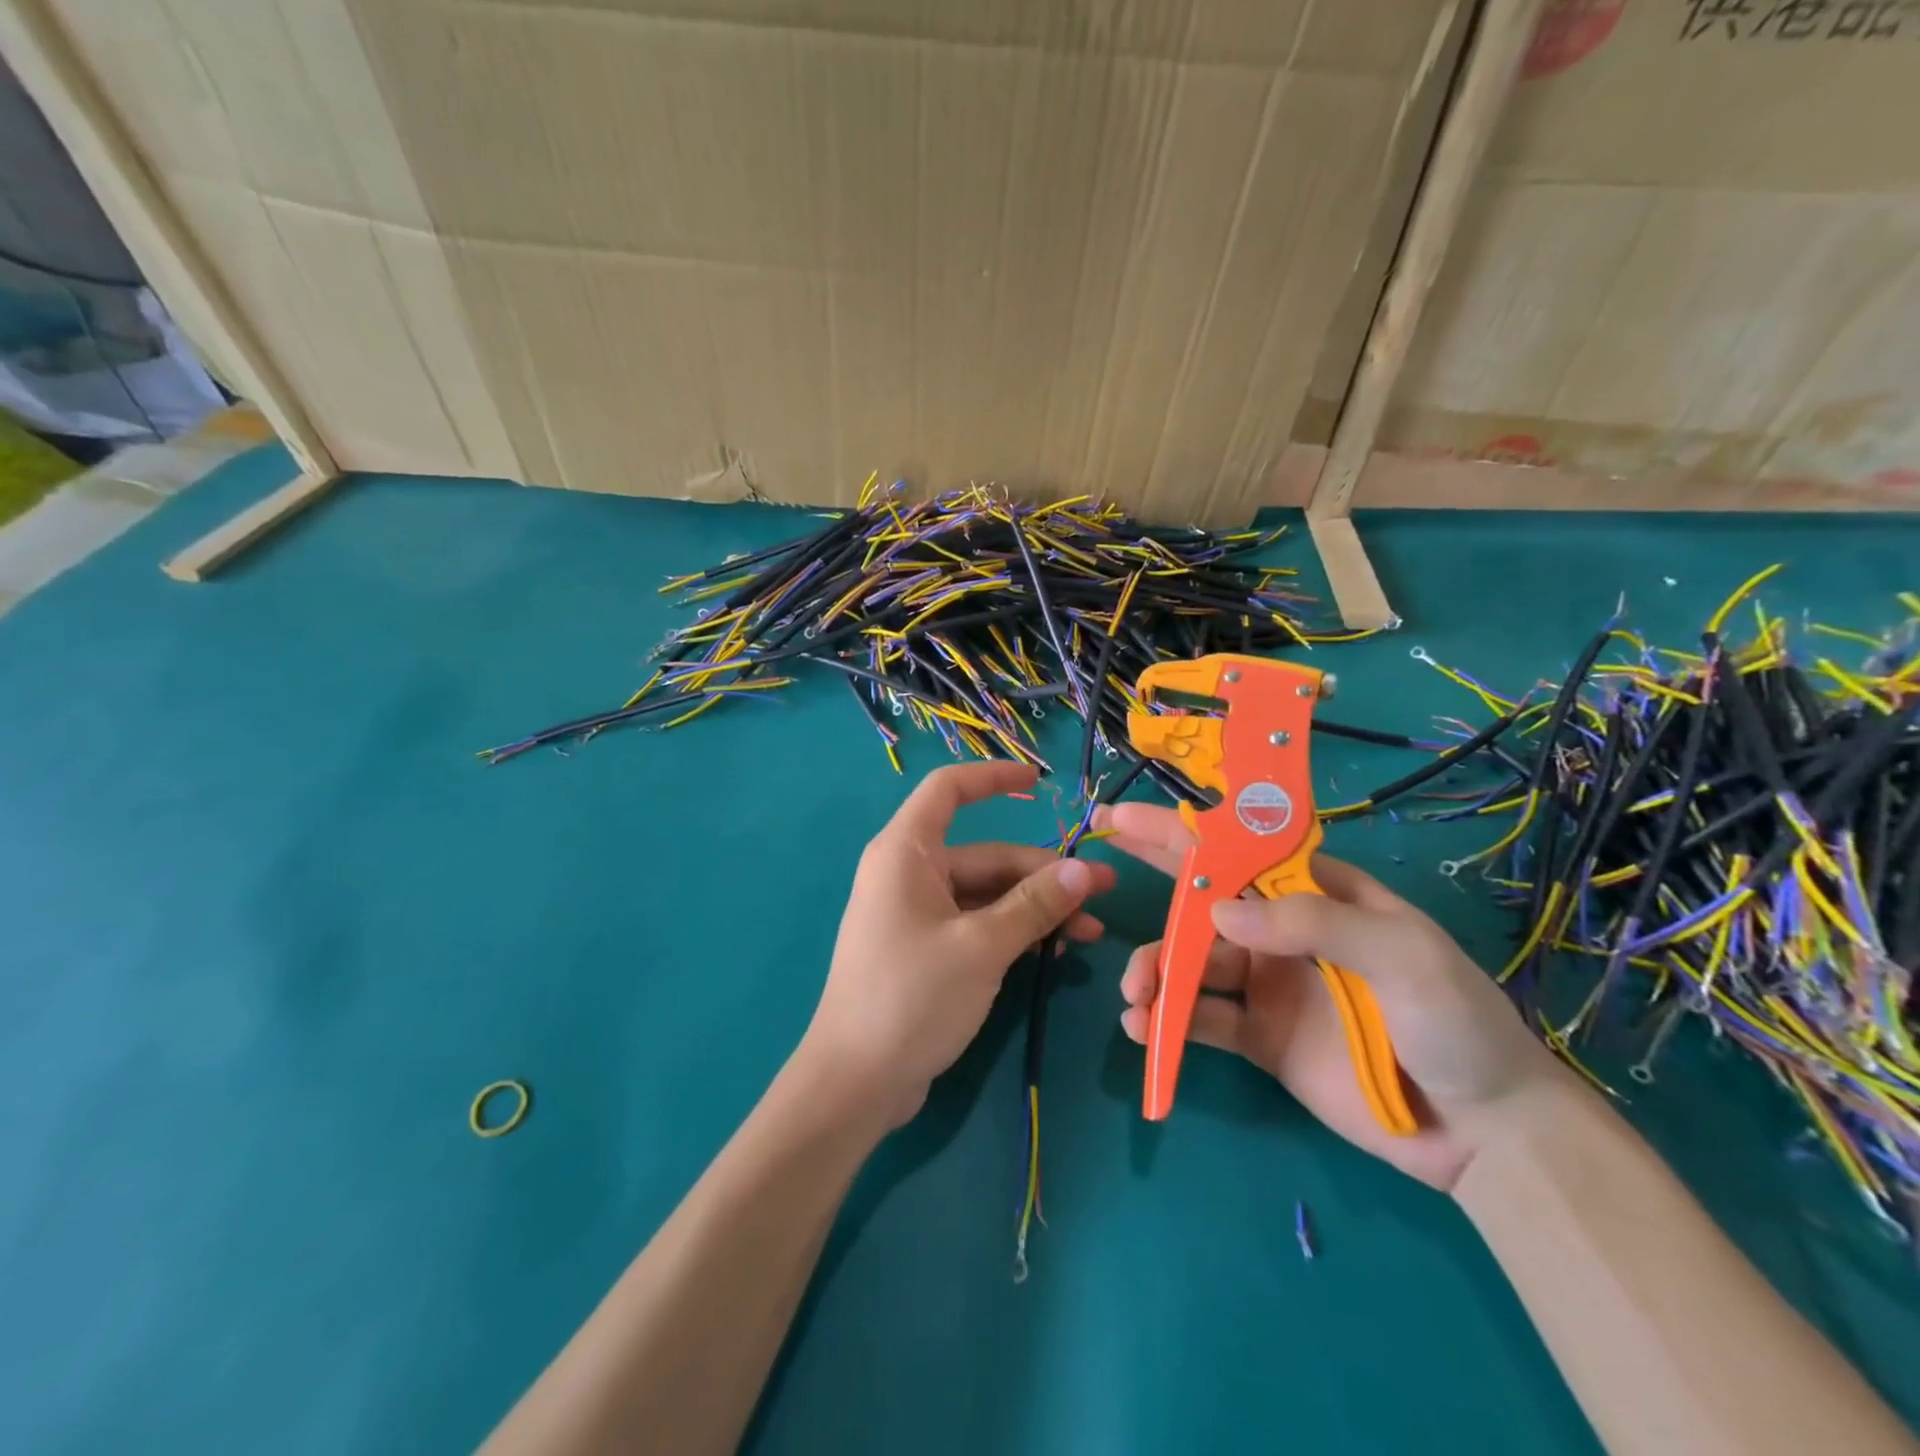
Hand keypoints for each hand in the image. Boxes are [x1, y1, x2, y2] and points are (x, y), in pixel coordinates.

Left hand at [801, 762, 1113, 1129]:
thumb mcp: (982, 946)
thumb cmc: (912, 997)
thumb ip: (1035, 904)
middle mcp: (909, 873)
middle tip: (1102, 893)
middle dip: (1043, 873)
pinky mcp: (926, 950)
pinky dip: (1013, 932)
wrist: (856, 1083)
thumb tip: (1085, 870)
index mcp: (906, 852)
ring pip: (987, 895)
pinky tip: (1055, 952)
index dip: (994, 778)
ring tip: (1090, 933)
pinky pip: (977, 925)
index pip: (949, 790)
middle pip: (985, 855)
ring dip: (1036, 909)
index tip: (1040, 783)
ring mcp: (917, 914)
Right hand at [1095, 801, 1564, 1189]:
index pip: (1239, 849)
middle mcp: (1281, 931)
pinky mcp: (1258, 1037)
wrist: (1487, 1134)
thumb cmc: (1457, 1023)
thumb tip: (1219, 915)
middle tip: (1096, 867)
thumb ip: (1314, 924)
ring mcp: (1266, 984)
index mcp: (1315, 894)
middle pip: (1203, 897)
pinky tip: (1145, 1029)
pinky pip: (1201, 1020)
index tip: (1126, 817)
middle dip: (1151, 879)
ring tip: (1135, 993)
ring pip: (1191, 963)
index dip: (1183, 829)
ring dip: (1154, 970)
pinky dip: (1168, 1022)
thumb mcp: (1404, 956)